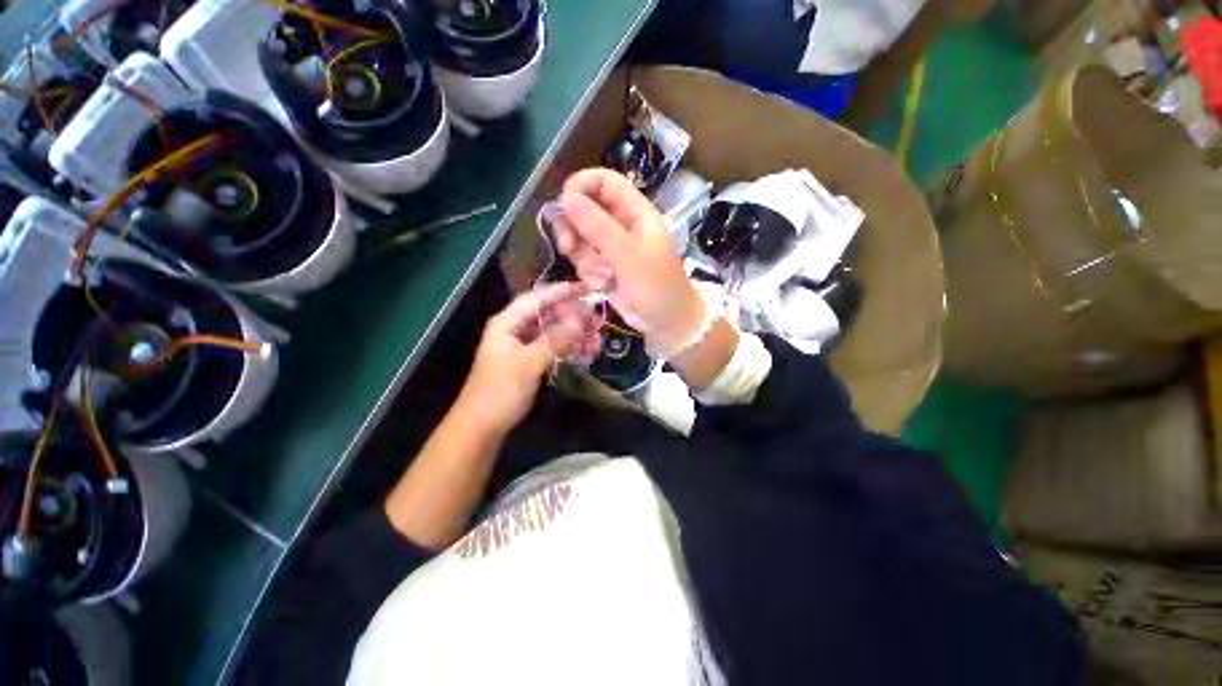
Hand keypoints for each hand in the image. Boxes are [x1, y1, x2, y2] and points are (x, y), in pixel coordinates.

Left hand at [454, 283, 588, 433]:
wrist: (483, 426)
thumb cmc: (500, 390)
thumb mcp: (529, 362)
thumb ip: (556, 339)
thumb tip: (581, 319)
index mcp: (508, 323)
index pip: (537, 298)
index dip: (561, 291)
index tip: (587, 288)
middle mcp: (516, 329)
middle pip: (548, 314)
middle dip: (574, 317)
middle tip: (598, 320)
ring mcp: (524, 346)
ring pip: (554, 332)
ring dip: (575, 335)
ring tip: (596, 341)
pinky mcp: (531, 361)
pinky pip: (554, 348)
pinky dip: (569, 348)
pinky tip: (586, 353)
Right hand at [554, 168, 704, 355]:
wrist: (666, 323)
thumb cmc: (657, 287)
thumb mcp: (629, 256)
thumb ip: (598, 227)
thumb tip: (567, 198)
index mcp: (635, 212)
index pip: (603, 181)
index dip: (581, 186)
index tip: (563, 205)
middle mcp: (621, 225)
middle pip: (584, 209)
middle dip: (573, 227)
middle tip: (568, 246)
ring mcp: (610, 247)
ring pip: (579, 238)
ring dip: (584, 258)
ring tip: (602, 276)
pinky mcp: (603, 267)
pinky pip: (583, 261)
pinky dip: (589, 274)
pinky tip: (604, 286)